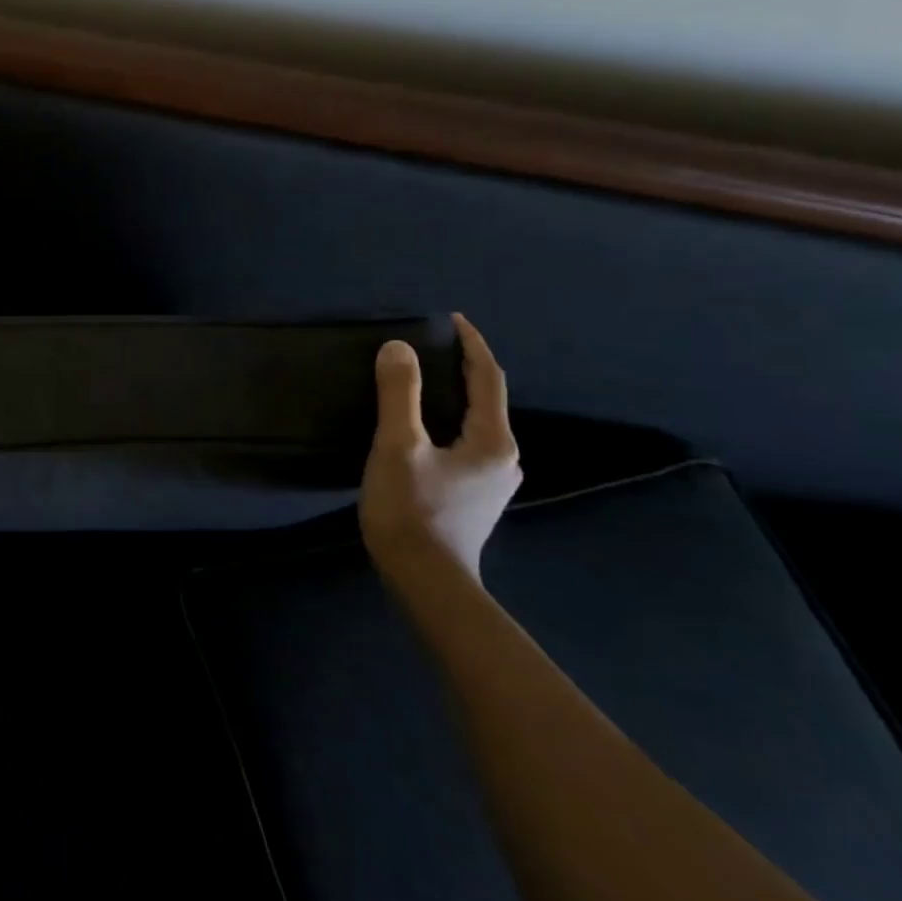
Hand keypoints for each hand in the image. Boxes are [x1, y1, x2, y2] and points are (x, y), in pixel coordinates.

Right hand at [360, 313, 521, 580]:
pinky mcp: (473, 497)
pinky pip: (464, 444)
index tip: (451, 319)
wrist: (425, 581)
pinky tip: (422, 429)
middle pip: (485, 400)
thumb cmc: (412, 510)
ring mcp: (491, 481)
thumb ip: (400, 395)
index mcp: (492, 440)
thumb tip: (399, 347)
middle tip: (429, 348)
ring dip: (453, 398)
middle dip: (462, 369)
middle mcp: (503, 457)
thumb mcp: (398, 446)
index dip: (471, 344)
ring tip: (422, 382)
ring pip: (475, 424)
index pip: (488, 378)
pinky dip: (447, 423)